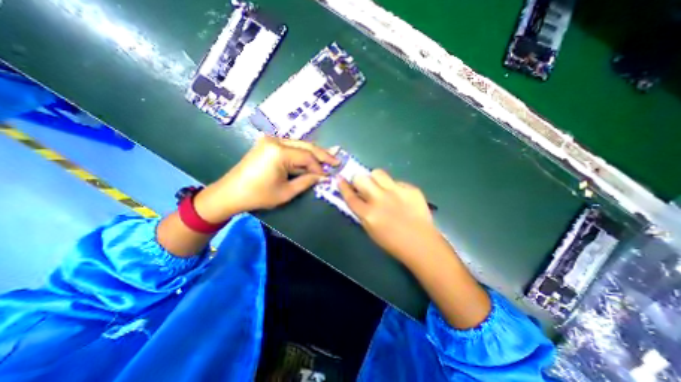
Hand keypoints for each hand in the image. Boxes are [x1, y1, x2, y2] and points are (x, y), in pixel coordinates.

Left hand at [194, 136, 337, 222]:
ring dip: (313, 153)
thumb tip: (323, 177)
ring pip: (299, 144)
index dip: (319, 167)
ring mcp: (270, 140)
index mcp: (279, 152)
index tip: (328, 175)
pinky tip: (312, 156)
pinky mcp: (268, 144)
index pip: (307, 157)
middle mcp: (275, 140)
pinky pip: (291, 147)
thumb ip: (307, 181)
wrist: (230, 193)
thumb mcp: (286, 192)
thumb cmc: (258, 195)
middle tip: (337, 160)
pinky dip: (302, 153)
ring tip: (329, 158)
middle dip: (322, 154)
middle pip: (306, 145)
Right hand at [339, 169, 489, 328]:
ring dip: (375, 179)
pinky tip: (400, 198)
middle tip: (363, 185)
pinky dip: (394, 188)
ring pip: (378, 173)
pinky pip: (396, 181)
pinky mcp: (410, 189)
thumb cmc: (392, 242)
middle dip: (359, 180)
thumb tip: (357, 198)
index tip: (340, 178)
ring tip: (381, 187)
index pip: (350, 196)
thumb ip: (362, 213)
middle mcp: (380, 199)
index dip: (343, 186)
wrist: (421, 243)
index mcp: (369, 214)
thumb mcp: (371, 230)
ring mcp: (396, 192)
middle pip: (361, 178)